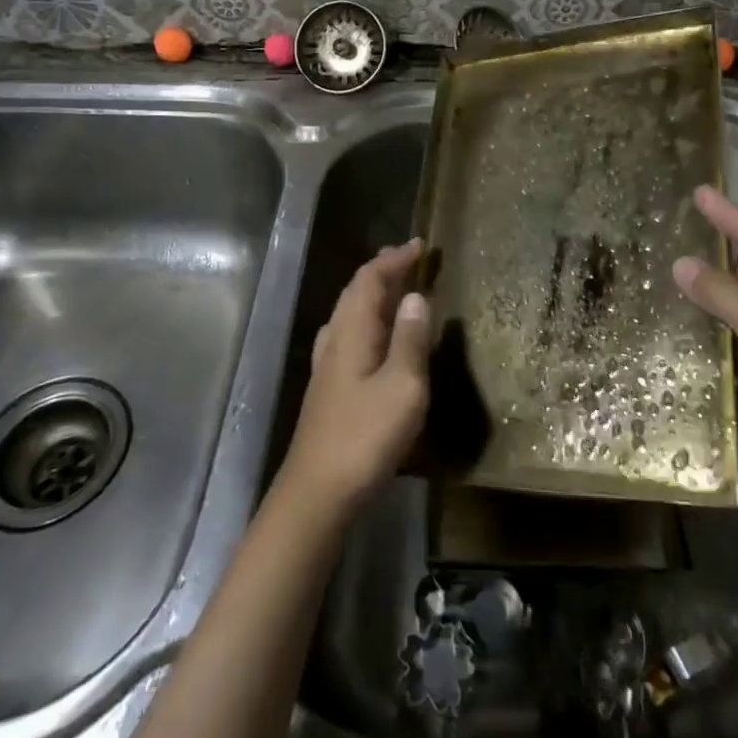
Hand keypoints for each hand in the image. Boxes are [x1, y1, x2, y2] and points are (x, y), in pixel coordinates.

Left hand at [279, 238, 431, 513]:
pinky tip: (375, 337)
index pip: (370, 279)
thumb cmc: (365, 435)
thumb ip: (409, 339)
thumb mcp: (403, 386)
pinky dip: (368, 321)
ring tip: (398, 290)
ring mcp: (327, 365)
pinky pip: (350, 335)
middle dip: (382, 272)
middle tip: (411, 260)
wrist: (318, 492)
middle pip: (355, 292)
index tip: (420, 245)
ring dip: (374, 295)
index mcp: (352, 331)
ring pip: (350, 314)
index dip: (394, 259)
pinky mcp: (329, 388)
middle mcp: (335, 339)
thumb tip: (415, 296)